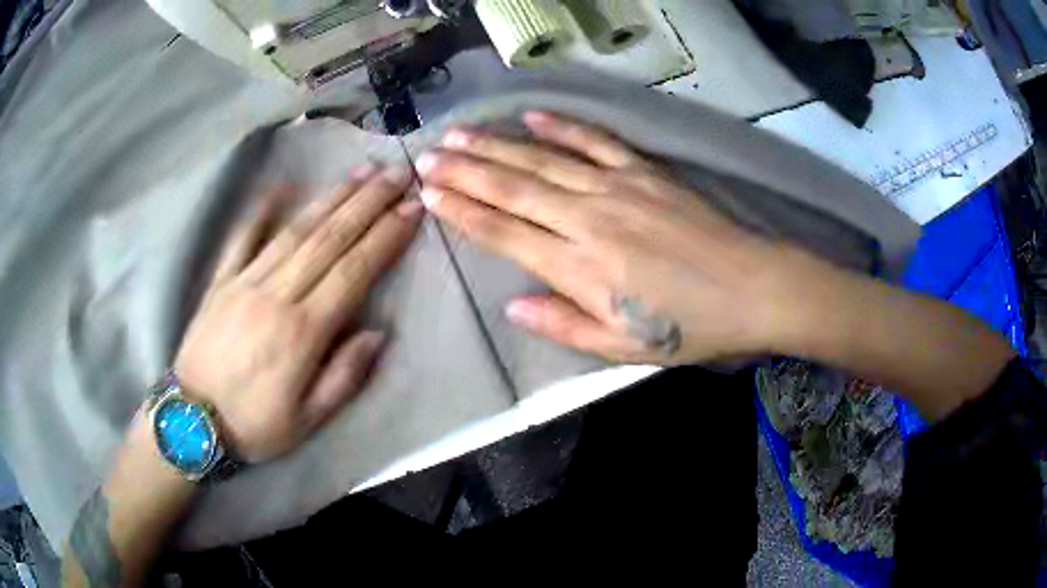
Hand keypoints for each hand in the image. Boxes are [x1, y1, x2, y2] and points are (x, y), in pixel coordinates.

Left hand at [174, 166, 423, 461]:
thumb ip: (344, 377)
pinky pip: (242, 238)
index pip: (354, 271)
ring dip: (330, 198)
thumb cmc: (253, 425)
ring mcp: (244, 282)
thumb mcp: (307, 420)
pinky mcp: (220, 281)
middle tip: (396, 172)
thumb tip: (378, 333)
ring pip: (294, 231)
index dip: (385, 236)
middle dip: (367, 202)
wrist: (190, 422)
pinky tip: (282, 186)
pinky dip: (261, 210)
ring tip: (359, 172)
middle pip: (329, 239)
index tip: (412, 208)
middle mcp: (276, 295)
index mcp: (303, 332)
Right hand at [416, 112, 804, 364]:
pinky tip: (534, 115)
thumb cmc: (689, 327)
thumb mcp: (623, 347)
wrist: (751, 288)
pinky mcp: (643, 172)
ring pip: (542, 161)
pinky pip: (595, 142)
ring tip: (459, 133)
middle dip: (464, 171)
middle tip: (428, 157)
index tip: (428, 195)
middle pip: (513, 188)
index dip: (462, 212)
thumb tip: (513, 306)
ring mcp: (617, 188)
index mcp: (580, 268)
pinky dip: (562, 127)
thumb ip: (564, 326)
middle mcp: (588, 219)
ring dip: (497, 145)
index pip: (503, 233)